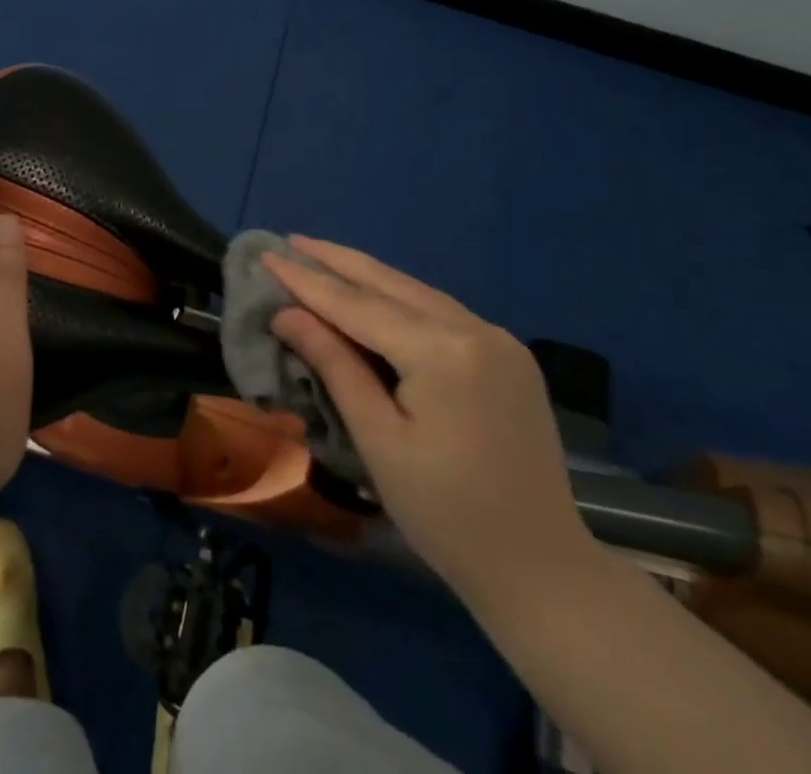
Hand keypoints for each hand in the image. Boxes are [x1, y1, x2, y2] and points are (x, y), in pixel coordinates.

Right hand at [266, 237, 591, 601]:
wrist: (542, 569)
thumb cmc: (446, 515)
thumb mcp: (378, 440)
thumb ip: (334, 366)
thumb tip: (286, 314)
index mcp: (443, 353)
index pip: (358, 305)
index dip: (308, 281)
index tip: (268, 254)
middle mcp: (475, 329)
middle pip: (390, 283)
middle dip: (336, 260)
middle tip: (291, 240)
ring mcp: (498, 339)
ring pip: (417, 292)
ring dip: (367, 275)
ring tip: (322, 257)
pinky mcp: (509, 354)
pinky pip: (441, 312)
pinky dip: (400, 298)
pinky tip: (374, 294)